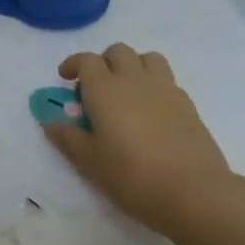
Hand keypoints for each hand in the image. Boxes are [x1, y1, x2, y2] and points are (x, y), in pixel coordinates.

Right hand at [42, 43, 237, 234]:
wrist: (194, 192)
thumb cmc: (132, 175)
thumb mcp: (89, 161)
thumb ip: (67, 137)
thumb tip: (50, 121)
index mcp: (105, 88)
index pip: (86, 60)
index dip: (73, 64)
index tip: (66, 78)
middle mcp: (134, 80)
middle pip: (118, 51)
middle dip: (104, 62)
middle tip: (96, 88)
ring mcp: (165, 89)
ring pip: (148, 58)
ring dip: (133, 66)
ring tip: (127, 92)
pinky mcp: (188, 105)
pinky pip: (167, 81)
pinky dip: (154, 86)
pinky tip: (151, 113)